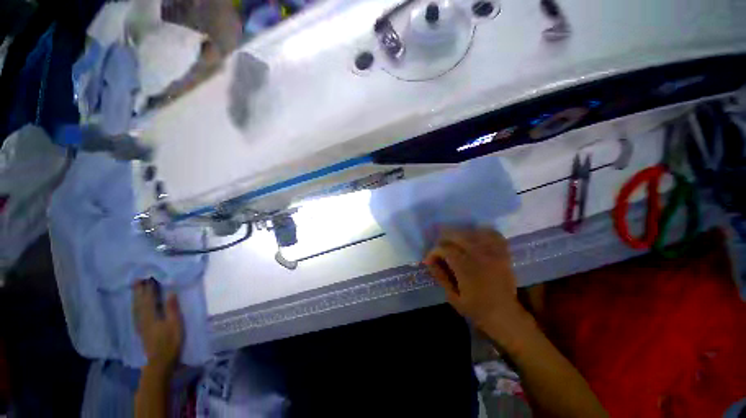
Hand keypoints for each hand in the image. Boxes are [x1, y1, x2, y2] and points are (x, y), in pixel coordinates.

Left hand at [132, 280, 183, 374]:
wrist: (160, 361)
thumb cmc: (170, 341)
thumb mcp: (175, 324)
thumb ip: (172, 308)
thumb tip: (170, 292)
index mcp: (151, 316)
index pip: (149, 298)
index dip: (149, 288)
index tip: (149, 276)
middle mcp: (142, 318)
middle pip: (140, 302)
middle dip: (139, 290)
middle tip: (138, 279)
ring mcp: (141, 325)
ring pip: (136, 307)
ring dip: (136, 297)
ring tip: (136, 288)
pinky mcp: (142, 330)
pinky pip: (136, 313)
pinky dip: (136, 306)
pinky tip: (136, 305)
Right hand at [423, 228, 536, 350]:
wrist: (506, 316)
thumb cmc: (477, 309)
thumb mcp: (453, 297)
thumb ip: (440, 276)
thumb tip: (430, 261)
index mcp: (467, 269)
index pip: (445, 249)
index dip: (434, 251)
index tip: (430, 259)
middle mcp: (480, 256)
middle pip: (457, 235)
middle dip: (444, 239)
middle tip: (440, 249)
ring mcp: (493, 253)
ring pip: (472, 232)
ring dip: (459, 235)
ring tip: (454, 243)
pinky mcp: (503, 253)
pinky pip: (492, 234)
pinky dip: (481, 232)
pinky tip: (474, 237)